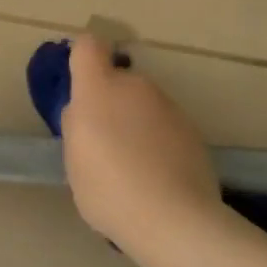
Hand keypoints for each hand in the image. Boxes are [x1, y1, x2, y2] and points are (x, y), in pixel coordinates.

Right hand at [60, 33, 220, 246]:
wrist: (173, 219)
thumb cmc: (109, 189)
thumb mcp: (74, 160)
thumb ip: (77, 126)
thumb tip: (84, 112)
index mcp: (98, 89)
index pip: (88, 47)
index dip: (82, 57)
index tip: (78, 82)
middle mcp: (135, 87)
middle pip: (118, 80)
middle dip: (110, 102)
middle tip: (103, 143)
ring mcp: (168, 106)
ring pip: (143, 104)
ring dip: (135, 123)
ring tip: (132, 167)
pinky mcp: (192, 129)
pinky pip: (164, 126)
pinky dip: (158, 142)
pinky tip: (157, 177)